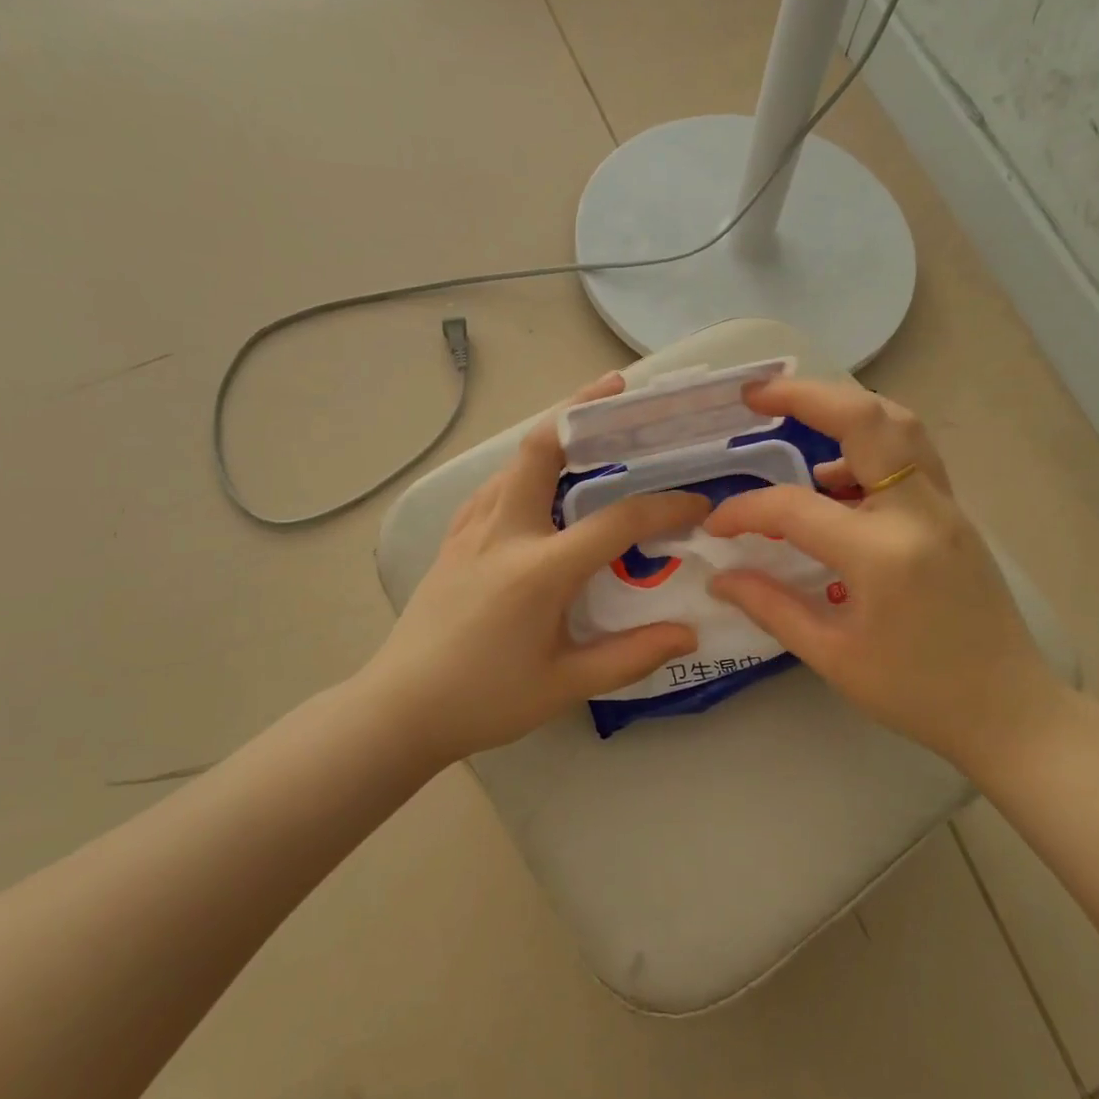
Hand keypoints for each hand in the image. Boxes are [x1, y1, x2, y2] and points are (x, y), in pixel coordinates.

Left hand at [361, 373, 709, 763]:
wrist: (400, 708)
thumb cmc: (485, 700)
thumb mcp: (565, 685)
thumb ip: (631, 655)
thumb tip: (690, 632)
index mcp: (538, 569)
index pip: (616, 521)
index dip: (664, 508)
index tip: (697, 505)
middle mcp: (503, 532)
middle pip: (541, 448)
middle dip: (581, 408)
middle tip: (620, 389)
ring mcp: (472, 530)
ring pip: (515, 461)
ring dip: (555, 436)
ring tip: (592, 430)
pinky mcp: (454, 539)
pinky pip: (495, 486)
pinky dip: (525, 468)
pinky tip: (541, 485)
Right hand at [704, 378, 1072, 772]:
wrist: (1010, 712)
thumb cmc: (917, 694)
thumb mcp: (833, 657)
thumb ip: (771, 607)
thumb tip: (720, 576)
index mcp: (883, 554)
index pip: (795, 507)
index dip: (745, 511)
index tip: (716, 527)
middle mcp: (919, 512)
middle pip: (866, 418)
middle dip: (805, 394)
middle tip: (756, 393)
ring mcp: (945, 507)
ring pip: (898, 424)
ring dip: (844, 410)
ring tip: (795, 420)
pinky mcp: (955, 514)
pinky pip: (911, 456)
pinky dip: (869, 446)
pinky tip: (836, 479)